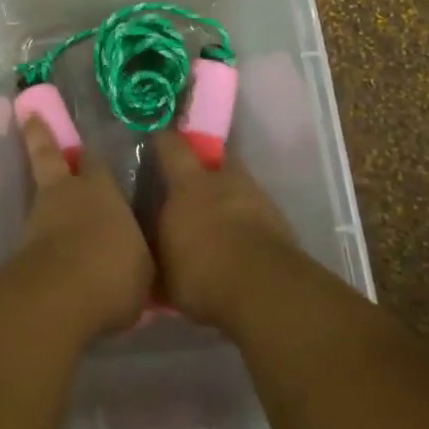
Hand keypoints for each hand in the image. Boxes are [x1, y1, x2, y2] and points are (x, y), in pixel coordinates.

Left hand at [13, 117, 154, 341]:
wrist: (61, 295)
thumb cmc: (114, 271)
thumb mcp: (143, 266)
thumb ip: (137, 252)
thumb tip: (138, 254)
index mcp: (102, 189)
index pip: (97, 162)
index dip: (95, 158)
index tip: (92, 150)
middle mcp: (68, 193)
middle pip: (50, 156)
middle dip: (41, 136)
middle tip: (31, 115)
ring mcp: (39, 217)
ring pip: (40, 194)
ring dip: (43, 194)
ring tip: (46, 196)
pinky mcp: (21, 247)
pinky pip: (33, 234)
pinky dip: (37, 236)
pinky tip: (44, 247)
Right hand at [150, 129, 297, 329]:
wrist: (264, 289)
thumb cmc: (202, 272)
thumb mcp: (163, 269)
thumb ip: (156, 250)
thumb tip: (149, 249)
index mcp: (188, 184)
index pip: (172, 147)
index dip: (164, 141)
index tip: (157, 138)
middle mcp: (222, 180)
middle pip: (214, 161)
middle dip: (204, 169)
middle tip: (192, 187)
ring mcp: (256, 197)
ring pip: (238, 187)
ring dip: (228, 198)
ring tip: (219, 222)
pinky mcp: (280, 221)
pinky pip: (257, 213)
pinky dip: (248, 222)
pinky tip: (240, 244)